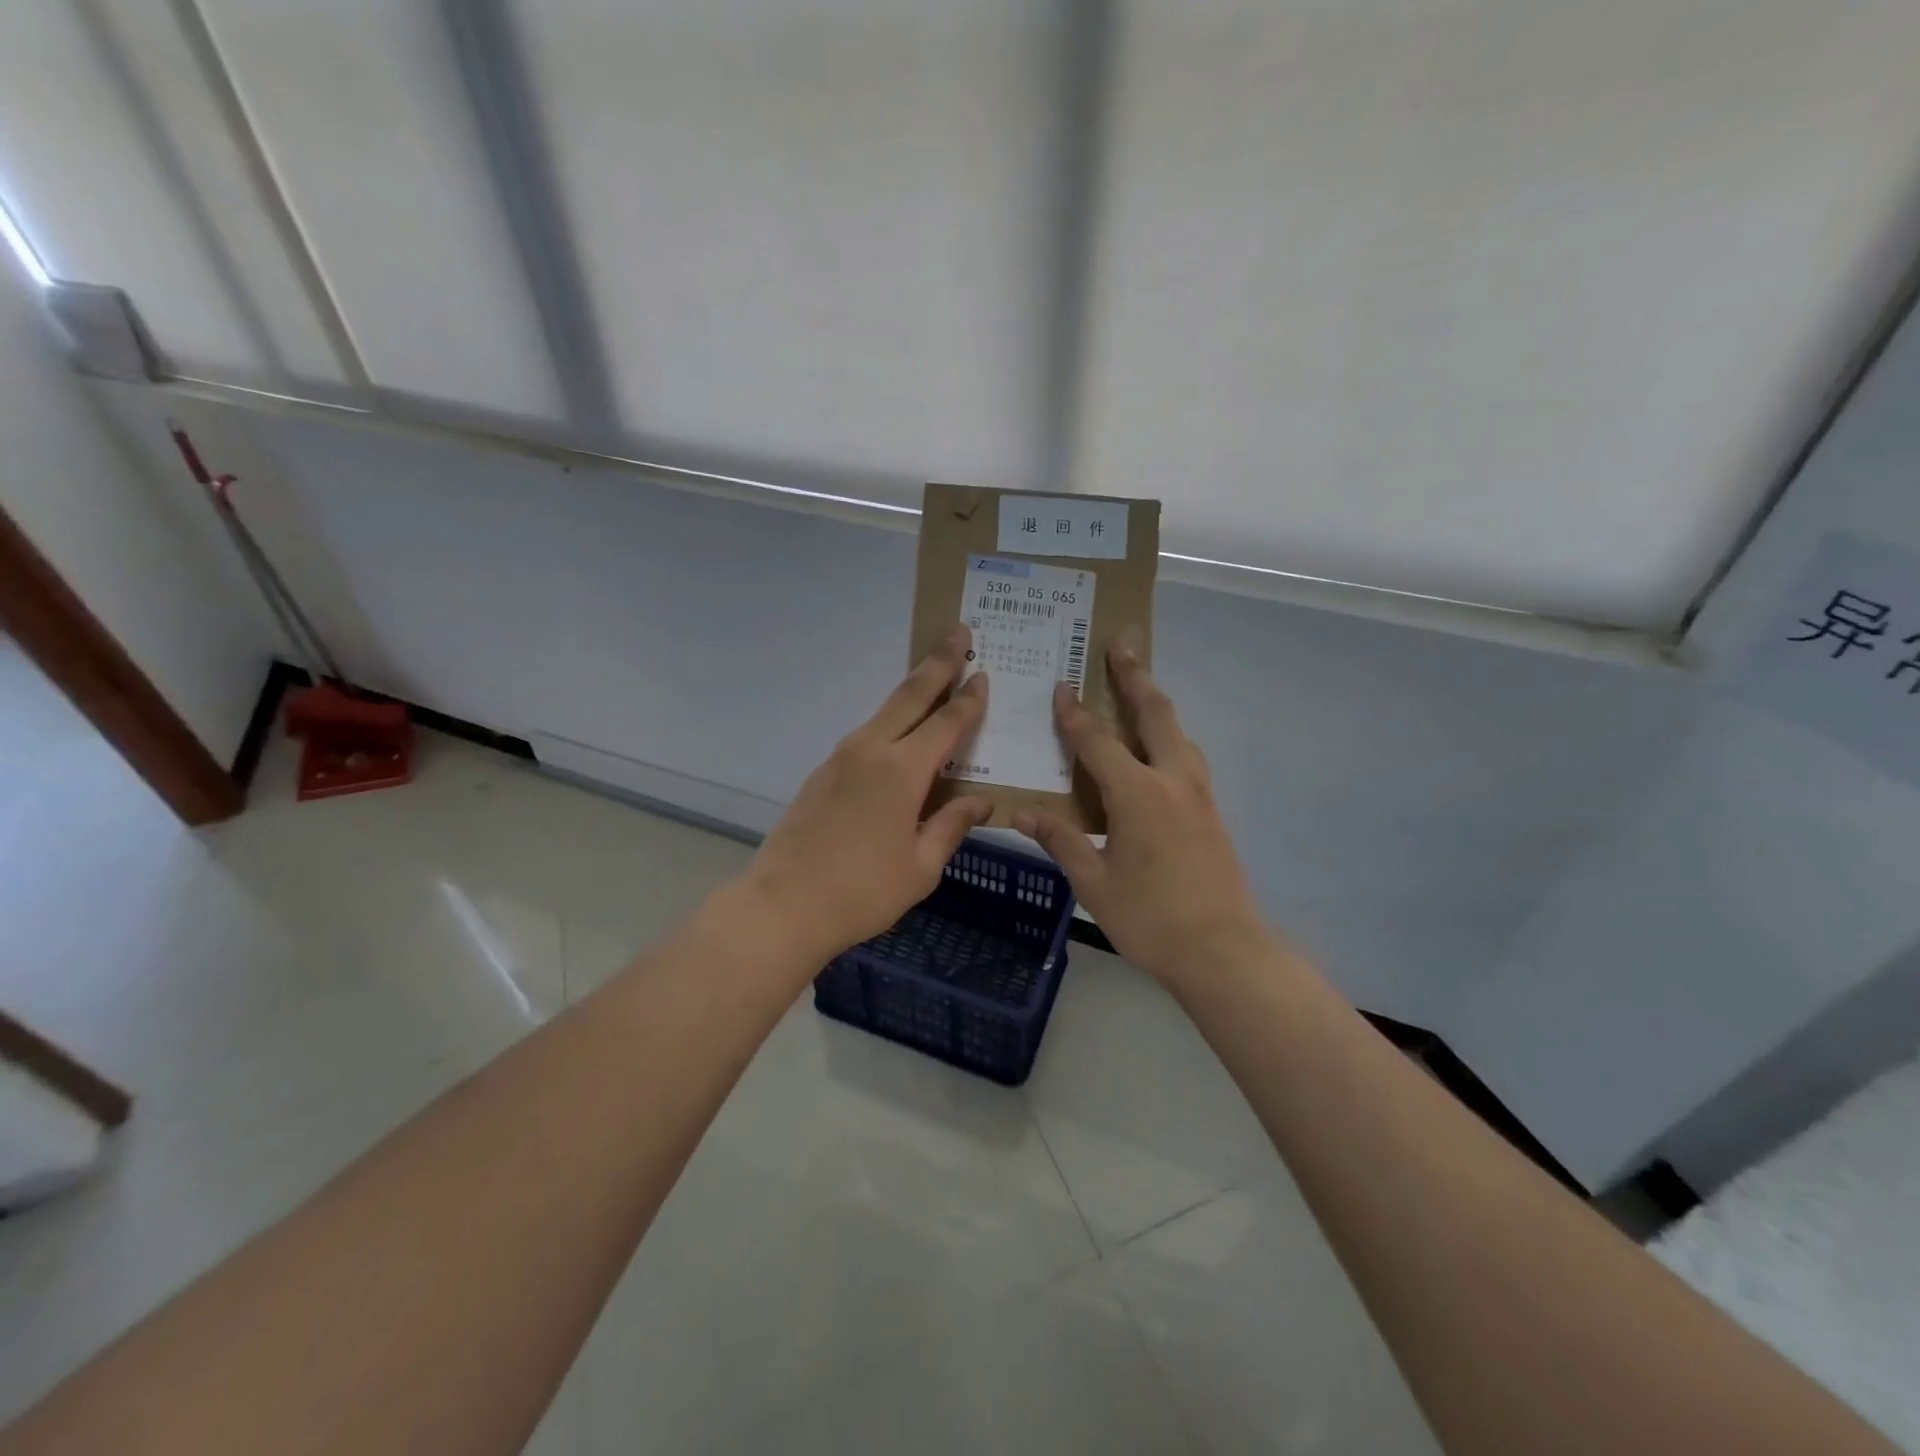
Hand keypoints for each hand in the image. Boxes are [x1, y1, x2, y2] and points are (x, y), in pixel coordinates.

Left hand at [740, 625, 991, 966]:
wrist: (783, 905)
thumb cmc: (862, 892)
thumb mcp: (921, 867)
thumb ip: (952, 826)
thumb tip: (982, 802)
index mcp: (902, 771)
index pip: (947, 723)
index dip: (969, 699)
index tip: (984, 673)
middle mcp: (871, 750)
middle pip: (911, 694)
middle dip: (938, 662)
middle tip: (959, 632)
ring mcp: (841, 757)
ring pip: (885, 710)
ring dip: (913, 689)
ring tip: (936, 676)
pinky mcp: (823, 771)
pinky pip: (867, 734)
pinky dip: (892, 722)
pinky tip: (902, 735)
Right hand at [1015, 639, 1271, 988]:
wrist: (1223, 949)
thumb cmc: (1150, 918)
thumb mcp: (1094, 883)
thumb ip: (1060, 841)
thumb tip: (1022, 813)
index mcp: (1138, 795)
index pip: (1099, 742)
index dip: (1076, 714)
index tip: (1062, 686)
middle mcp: (1172, 781)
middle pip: (1154, 714)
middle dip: (1134, 676)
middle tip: (1121, 644)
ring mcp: (1198, 793)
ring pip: (1178, 731)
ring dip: (1156, 701)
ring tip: (1140, 682)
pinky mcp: (1210, 809)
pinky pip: (1186, 754)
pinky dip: (1168, 733)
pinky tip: (1158, 744)